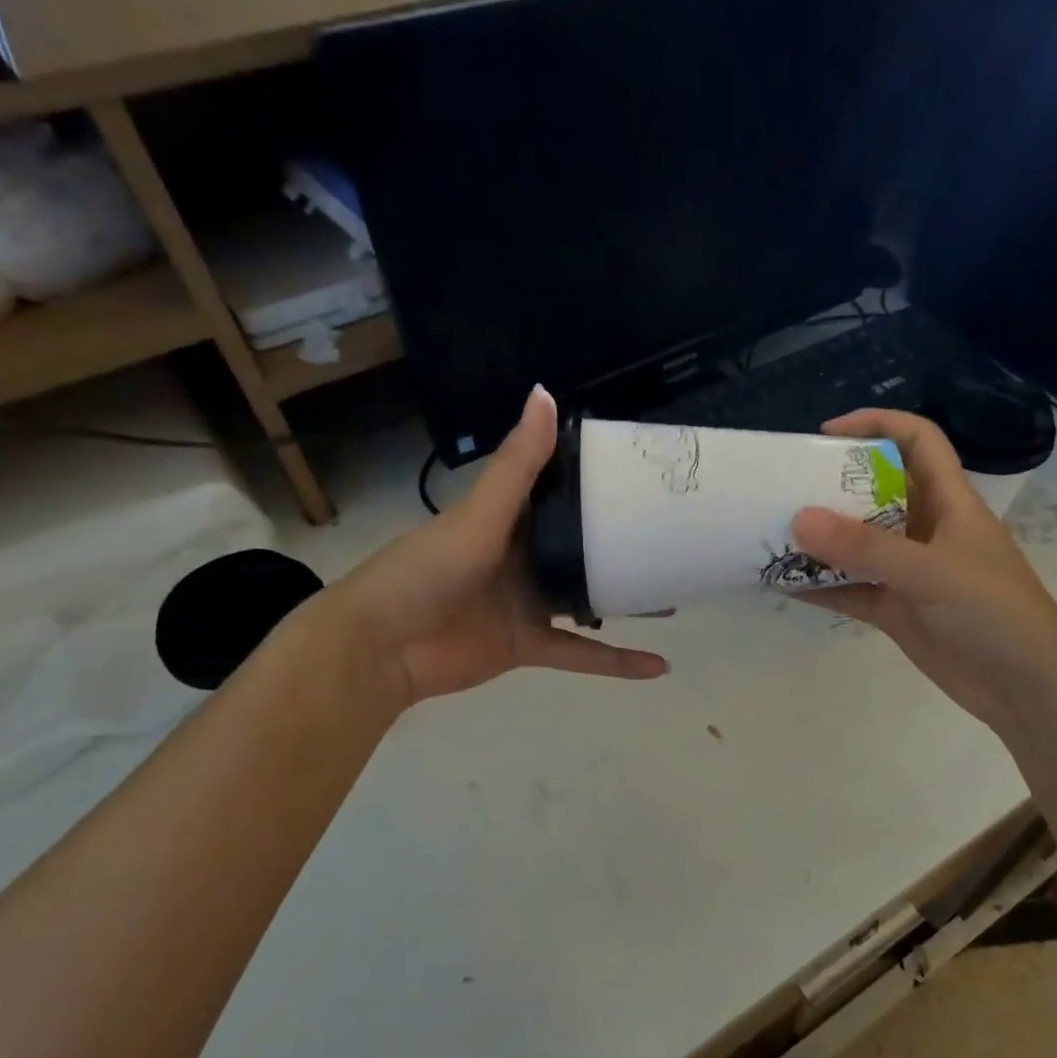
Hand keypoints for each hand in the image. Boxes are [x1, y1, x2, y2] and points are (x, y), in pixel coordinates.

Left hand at [335, 385, 667, 708]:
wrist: (381, 648)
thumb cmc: (426, 571)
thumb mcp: (479, 515)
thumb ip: (518, 466)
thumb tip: (546, 393)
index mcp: (508, 518)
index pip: (560, 492)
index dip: (599, 483)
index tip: (646, 474)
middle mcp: (522, 556)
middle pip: (582, 547)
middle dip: (623, 543)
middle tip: (673, 537)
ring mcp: (526, 603)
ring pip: (588, 598)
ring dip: (627, 598)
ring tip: (675, 590)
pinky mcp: (528, 644)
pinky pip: (581, 652)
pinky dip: (617, 661)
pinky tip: (658, 664)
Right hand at [792, 409, 1056, 735]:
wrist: (1026, 688)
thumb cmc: (994, 612)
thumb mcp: (931, 571)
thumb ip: (866, 548)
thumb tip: (798, 519)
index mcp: (950, 502)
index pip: (917, 442)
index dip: (876, 424)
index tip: (825, 434)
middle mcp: (927, 530)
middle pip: (876, 492)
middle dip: (832, 486)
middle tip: (784, 489)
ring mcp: (910, 573)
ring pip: (858, 545)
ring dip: (821, 541)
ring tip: (772, 535)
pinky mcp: (897, 611)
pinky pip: (852, 590)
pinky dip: (822, 587)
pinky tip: (785, 585)